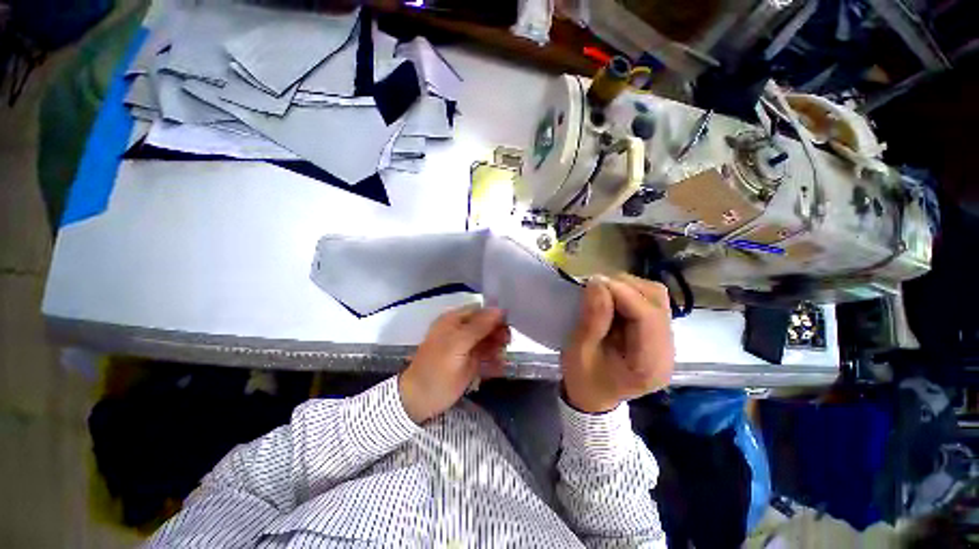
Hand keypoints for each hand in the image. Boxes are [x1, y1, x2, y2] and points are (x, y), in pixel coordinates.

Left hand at [399, 305, 510, 423]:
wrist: (420, 401)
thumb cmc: (437, 370)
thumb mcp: (458, 345)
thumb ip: (479, 326)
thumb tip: (500, 309)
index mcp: (454, 320)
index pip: (481, 310)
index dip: (495, 315)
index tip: (510, 324)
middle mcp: (461, 330)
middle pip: (486, 324)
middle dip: (498, 332)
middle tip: (507, 343)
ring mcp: (466, 346)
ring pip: (488, 340)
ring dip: (498, 346)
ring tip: (502, 356)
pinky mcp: (470, 361)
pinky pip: (487, 355)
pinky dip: (495, 359)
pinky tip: (500, 365)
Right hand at [561, 273, 673, 412]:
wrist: (594, 397)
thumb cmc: (583, 379)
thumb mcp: (579, 351)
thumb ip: (591, 319)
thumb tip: (598, 283)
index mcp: (648, 364)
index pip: (647, 317)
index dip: (622, 293)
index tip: (593, 282)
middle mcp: (666, 351)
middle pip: (657, 302)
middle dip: (625, 287)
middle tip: (595, 286)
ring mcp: (665, 341)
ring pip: (656, 297)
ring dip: (628, 287)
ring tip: (602, 291)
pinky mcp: (657, 334)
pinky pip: (650, 303)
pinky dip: (630, 294)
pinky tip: (612, 299)